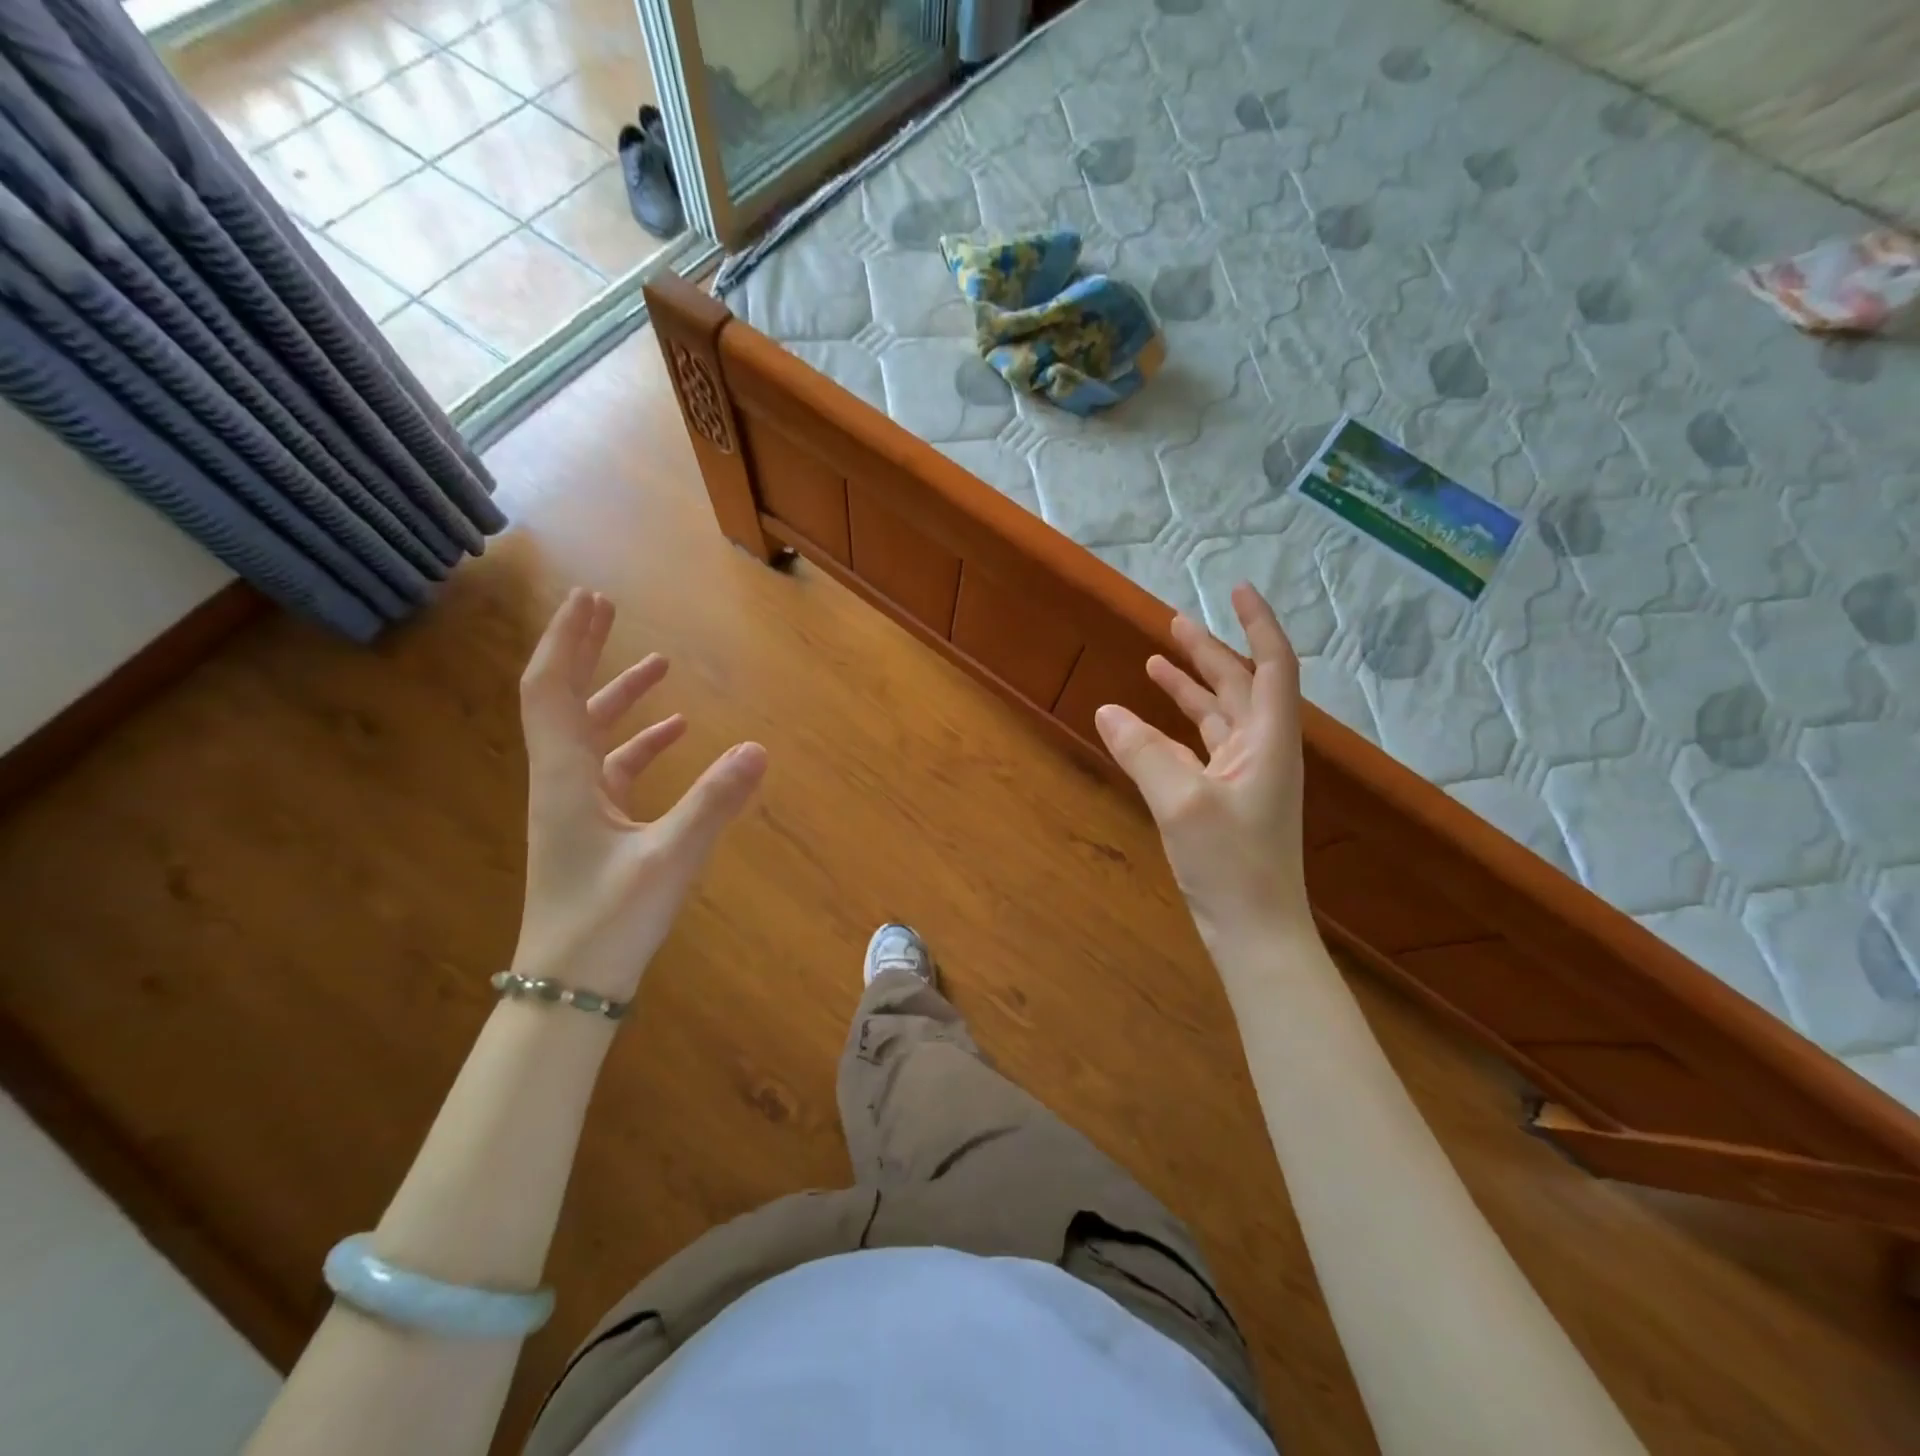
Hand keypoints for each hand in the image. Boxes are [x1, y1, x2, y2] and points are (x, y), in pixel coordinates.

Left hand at [510, 589, 766, 1000]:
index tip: (590, 598)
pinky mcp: (591, 829)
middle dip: (587, 651)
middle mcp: (561, 782)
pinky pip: (613, 769)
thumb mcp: (670, 858)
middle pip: (563, 700)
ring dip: (618, 696)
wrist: (571, 988)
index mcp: (565, 778)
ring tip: (659, 666)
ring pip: (590, 734)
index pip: (552, 690)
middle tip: (608, 607)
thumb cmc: (610, 921)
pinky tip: (675, 735)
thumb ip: (715, 801)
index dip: (569, 640)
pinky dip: (639, 744)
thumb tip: (759, 748)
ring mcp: (574, 807)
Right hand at [1095, 583, 1308, 943]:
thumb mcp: (1182, 802)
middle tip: (1173, 622)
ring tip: (1154, 661)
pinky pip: (1201, 748)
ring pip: (1218, 716)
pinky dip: (1176, 729)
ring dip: (1191, 687)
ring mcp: (1245, 776)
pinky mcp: (1227, 800)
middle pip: (1240, 685)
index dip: (1257, 623)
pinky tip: (1148, 724)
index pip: (1272, 664)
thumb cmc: (1232, 865)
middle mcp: (1262, 750)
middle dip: (1209, 652)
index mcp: (1269, 740)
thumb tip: (1107, 710)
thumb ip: (1144, 752)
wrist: (1256, 932)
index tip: (1237, 589)